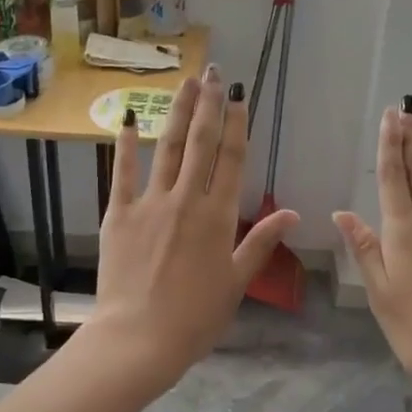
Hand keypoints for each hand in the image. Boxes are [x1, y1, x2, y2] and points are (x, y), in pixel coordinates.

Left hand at [89, 67, 300, 391]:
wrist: (138, 339)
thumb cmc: (195, 317)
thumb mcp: (236, 281)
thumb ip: (261, 241)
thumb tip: (292, 212)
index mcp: (218, 216)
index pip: (232, 159)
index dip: (236, 123)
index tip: (238, 95)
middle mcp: (186, 199)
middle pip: (200, 143)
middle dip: (208, 105)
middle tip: (213, 72)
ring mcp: (149, 203)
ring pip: (166, 148)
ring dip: (176, 112)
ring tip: (185, 83)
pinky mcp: (119, 214)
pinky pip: (121, 173)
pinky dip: (124, 145)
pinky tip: (127, 119)